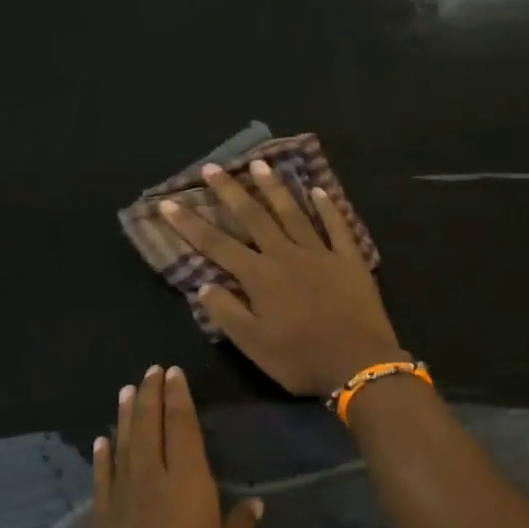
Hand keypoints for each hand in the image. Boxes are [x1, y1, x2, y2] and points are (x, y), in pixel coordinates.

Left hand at [76, 365, 259, 527]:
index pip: (183, 427)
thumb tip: (252, 505)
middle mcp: (151, 480)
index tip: (174, 373)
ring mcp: (120, 500)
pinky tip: (102, 442)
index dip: (179, 397)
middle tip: (151, 370)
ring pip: (123, 444)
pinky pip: (102, 478)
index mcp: (188, 484)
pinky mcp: (99, 523)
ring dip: (126, 415)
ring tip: (127, 390)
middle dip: (151, 395)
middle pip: (149, 426)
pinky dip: (103, 455)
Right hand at [162, 160, 406, 395]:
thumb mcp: (253, 345)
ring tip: (260, 163)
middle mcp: (287, 255)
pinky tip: (319, 191)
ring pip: (293, 213)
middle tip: (213, 167)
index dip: (190, 224)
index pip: (217, 244)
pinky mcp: (350, 260)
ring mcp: (321, 254)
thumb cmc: (301, 359)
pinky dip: (328, 207)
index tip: (169, 203)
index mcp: (260, 277)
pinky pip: (337, 226)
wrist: (359, 363)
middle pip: (254, 217)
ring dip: (275, 188)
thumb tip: (203, 285)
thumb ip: (226, 313)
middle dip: (230, 191)